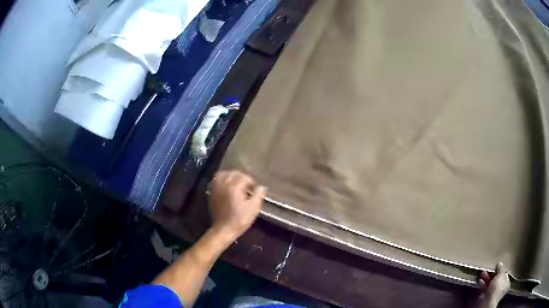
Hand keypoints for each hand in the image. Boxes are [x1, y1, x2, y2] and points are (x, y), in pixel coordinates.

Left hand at [209, 170, 265, 242]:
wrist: (224, 229)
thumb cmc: (240, 219)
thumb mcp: (253, 208)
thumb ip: (258, 195)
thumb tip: (261, 187)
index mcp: (234, 187)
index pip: (244, 177)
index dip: (252, 182)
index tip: (256, 189)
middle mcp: (224, 184)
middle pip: (233, 173)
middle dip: (242, 177)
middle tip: (249, 186)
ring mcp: (217, 188)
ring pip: (223, 174)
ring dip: (232, 176)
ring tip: (238, 183)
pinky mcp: (213, 193)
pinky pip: (217, 180)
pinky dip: (223, 179)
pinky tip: (228, 186)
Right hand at [476, 262, 509, 307]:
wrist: (487, 301)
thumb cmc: (497, 288)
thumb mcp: (501, 274)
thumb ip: (501, 268)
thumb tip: (500, 263)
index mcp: (507, 283)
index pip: (505, 274)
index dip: (501, 269)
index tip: (497, 265)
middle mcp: (500, 288)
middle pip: (496, 279)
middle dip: (492, 273)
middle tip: (489, 268)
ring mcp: (492, 293)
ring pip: (490, 283)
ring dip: (486, 278)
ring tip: (483, 273)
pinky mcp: (485, 296)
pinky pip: (484, 288)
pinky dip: (482, 284)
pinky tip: (480, 280)